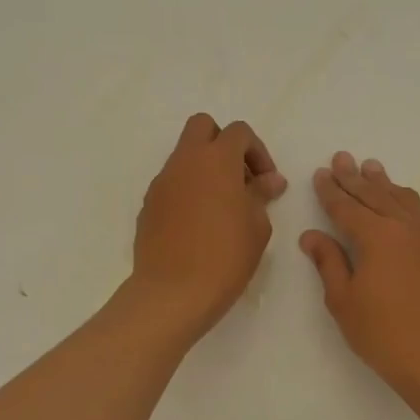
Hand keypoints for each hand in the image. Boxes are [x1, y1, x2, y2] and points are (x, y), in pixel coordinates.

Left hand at [132, 114, 287, 339]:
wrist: (174, 292)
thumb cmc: (226, 256)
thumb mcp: (257, 226)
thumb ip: (261, 195)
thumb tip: (270, 180)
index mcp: (216, 160)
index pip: (238, 132)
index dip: (257, 151)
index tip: (266, 182)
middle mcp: (185, 162)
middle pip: (202, 127)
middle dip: (224, 144)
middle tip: (240, 178)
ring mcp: (162, 182)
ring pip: (184, 156)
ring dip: (205, 169)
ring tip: (223, 207)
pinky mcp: (149, 205)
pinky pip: (172, 184)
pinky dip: (189, 191)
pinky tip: (200, 225)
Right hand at [301, 152, 419, 400]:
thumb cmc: (383, 334)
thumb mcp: (344, 301)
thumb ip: (329, 262)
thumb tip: (311, 235)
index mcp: (376, 236)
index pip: (347, 207)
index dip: (331, 191)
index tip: (321, 174)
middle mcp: (405, 228)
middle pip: (375, 195)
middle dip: (355, 178)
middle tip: (342, 158)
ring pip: (404, 200)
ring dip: (385, 183)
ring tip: (373, 168)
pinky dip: (410, 203)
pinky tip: (406, 203)